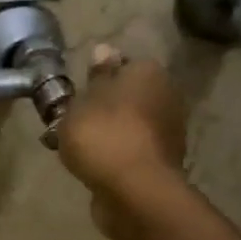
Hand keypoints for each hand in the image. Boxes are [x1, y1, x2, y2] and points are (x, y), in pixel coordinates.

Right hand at [56, 44, 187, 238]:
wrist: (133, 190)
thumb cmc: (102, 136)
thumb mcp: (83, 101)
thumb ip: (95, 77)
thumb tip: (104, 50)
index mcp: (147, 72)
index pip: (121, 65)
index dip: (96, 79)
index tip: (75, 97)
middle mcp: (166, 95)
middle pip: (127, 95)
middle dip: (103, 107)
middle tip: (72, 123)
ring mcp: (168, 130)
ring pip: (130, 123)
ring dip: (109, 132)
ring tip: (78, 149)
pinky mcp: (162, 160)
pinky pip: (132, 149)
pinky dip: (116, 154)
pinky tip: (95, 166)